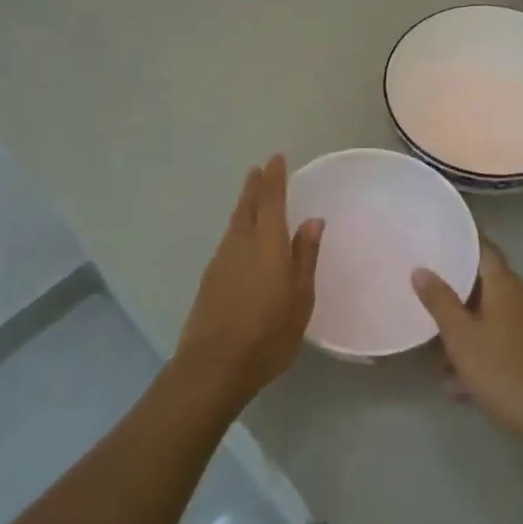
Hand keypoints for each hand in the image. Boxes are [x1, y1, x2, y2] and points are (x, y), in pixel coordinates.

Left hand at [173, 155, 323, 404]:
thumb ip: (304, 256)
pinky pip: (228, 240)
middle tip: (259, 169)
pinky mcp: (210, 277)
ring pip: (235, 222)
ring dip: (244, 204)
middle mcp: (241, 242)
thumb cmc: (268, 332)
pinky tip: (242, 237)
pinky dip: (238, 227)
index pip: (271, 199)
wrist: (215, 364)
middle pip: (247, 205)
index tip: (275, 158)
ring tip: (252, 195)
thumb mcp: (300, 297)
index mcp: (267, 242)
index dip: (274, 177)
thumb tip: (312, 221)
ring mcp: (221, 259)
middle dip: (255, 186)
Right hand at [413, 241, 522, 448]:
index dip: (462, 243)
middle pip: (488, 285)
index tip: (438, 241)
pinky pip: (506, 339)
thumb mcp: (461, 337)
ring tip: (439, 355)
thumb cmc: (503, 371)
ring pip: (495, 317)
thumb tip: (421, 270)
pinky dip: (485, 350)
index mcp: (507, 286)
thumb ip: (440, 301)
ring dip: (469, 330)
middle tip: (428, 298)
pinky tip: (463, 383)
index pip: (484, 250)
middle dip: (458, 294)